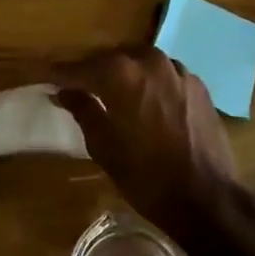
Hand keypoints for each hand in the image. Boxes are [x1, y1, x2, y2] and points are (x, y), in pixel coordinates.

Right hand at [51, 46, 237, 236]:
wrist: (207, 198)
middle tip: (78, 85)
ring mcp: (177, 70)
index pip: (81, 67)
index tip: (47, 77)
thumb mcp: (104, 147)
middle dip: (93, 69)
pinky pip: (164, 73)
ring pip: (140, 61)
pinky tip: (145, 99)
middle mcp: (149, 61)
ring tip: (112, 91)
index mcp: (121, 74)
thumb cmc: (146, 177)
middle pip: (112, 58)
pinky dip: (149, 80)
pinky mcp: (197, 84)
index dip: (62, 73)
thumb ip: (83, 110)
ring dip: (123, 72)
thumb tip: (64, 92)